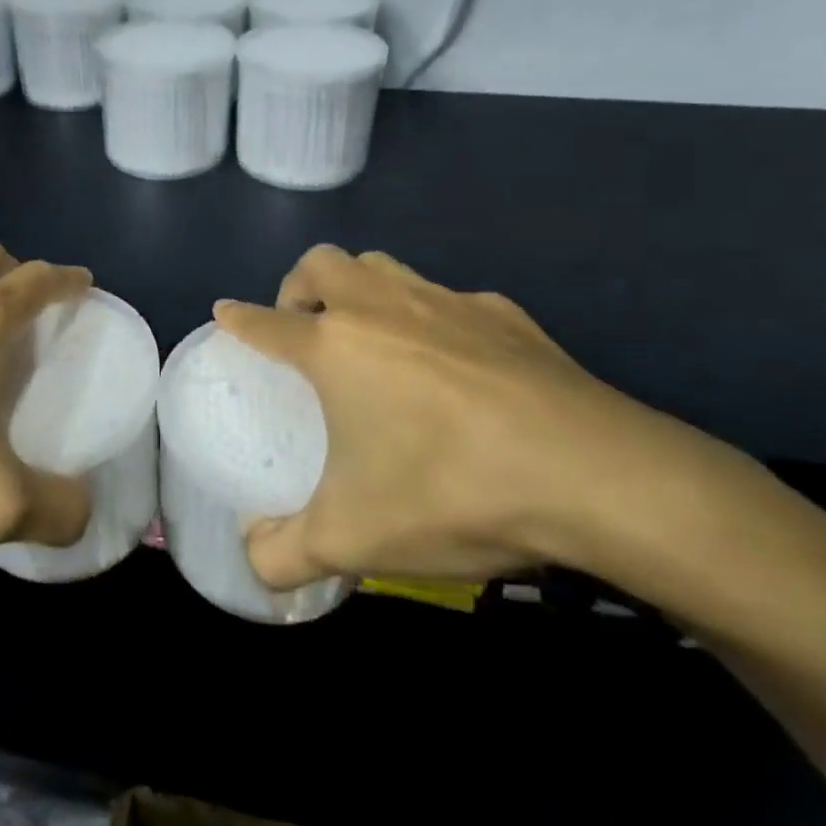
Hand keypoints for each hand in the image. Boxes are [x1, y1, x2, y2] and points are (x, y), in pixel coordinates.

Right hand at [215, 245, 726, 589]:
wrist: (598, 477)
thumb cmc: (452, 492)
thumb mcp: (353, 540)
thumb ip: (283, 554)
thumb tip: (252, 562)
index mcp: (335, 347)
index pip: (266, 321)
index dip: (239, 317)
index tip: (227, 313)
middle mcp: (383, 309)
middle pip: (323, 263)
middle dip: (299, 286)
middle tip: (305, 329)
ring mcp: (448, 303)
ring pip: (384, 266)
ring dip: (360, 288)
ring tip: (370, 338)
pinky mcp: (506, 315)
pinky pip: (449, 298)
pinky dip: (429, 318)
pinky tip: (454, 366)